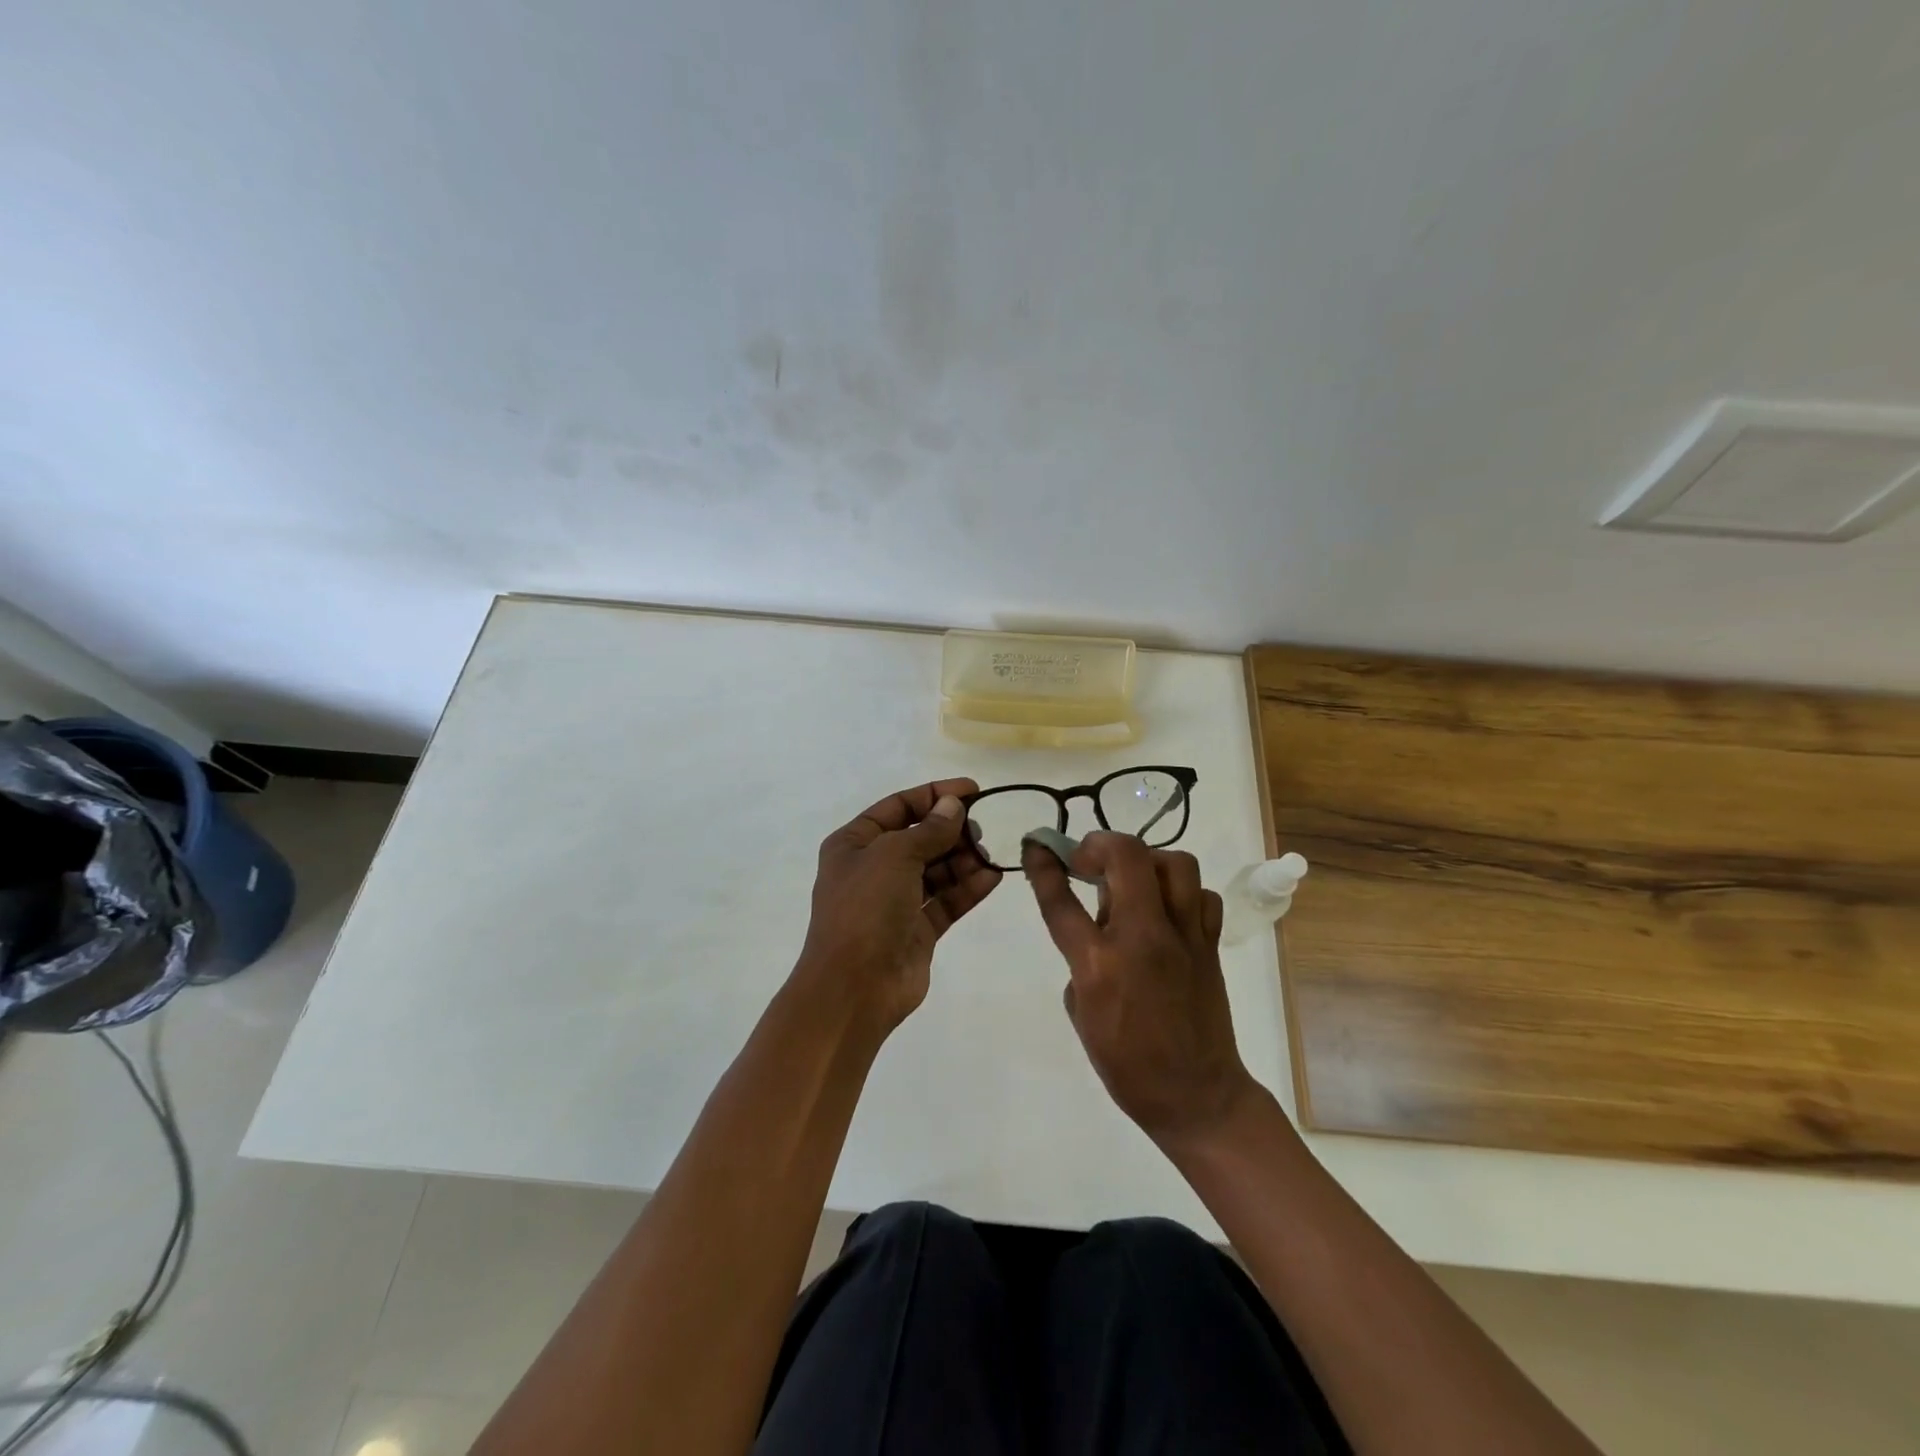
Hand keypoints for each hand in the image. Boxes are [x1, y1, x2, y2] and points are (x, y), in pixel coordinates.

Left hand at [796, 779, 1001, 1035]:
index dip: (934, 795)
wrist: (854, 988)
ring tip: (986, 855)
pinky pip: (946, 900)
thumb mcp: (895, 855)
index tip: (973, 790)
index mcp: (854, 844)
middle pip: (919, 837)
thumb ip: (929, 829)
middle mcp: (873, 868)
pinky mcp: (917, 930)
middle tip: (979, 829)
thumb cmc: (866, 909)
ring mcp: (895, 901)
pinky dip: (968, 888)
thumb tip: (953, 806)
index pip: (898, 807)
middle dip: (950, 830)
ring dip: (962, 859)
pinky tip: (992, 878)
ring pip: (936, 870)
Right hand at [1024, 832, 1256, 1147]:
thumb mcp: (1081, 1013)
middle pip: (1126, 856)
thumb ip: (1080, 961)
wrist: (1196, 1096)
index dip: (1044, 865)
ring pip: (1175, 863)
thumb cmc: (1127, 1065)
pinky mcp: (1211, 944)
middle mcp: (1143, 938)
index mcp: (1099, 964)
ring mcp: (1184, 937)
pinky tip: (1168, 911)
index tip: (1036, 844)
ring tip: (1134, 881)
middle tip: (1089, 861)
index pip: (1062, 900)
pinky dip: (1182, 893)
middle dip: (1100, 844)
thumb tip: (1095, 929)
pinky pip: (1202, 896)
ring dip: (1147, 861)